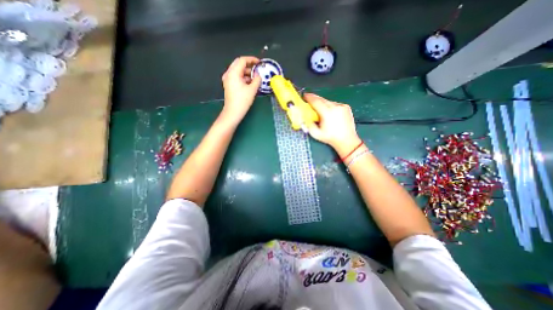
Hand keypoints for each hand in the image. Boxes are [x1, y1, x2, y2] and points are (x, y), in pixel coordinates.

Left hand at [221, 55, 260, 123]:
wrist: (233, 112)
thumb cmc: (242, 101)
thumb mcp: (252, 90)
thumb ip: (257, 80)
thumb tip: (259, 75)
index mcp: (233, 73)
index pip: (242, 60)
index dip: (252, 60)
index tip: (259, 63)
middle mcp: (229, 74)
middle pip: (239, 64)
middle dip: (249, 65)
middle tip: (258, 69)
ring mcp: (228, 79)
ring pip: (238, 71)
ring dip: (247, 72)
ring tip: (256, 77)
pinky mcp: (229, 85)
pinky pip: (237, 77)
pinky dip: (244, 77)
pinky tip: (251, 82)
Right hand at [302, 92, 363, 155]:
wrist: (347, 140)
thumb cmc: (330, 138)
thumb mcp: (316, 134)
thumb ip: (308, 124)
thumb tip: (304, 116)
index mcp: (327, 113)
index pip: (316, 101)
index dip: (309, 97)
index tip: (304, 96)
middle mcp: (335, 107)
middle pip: (322, 99)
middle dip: (314, 99)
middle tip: (309, 102)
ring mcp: (342, 106)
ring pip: (328, 101)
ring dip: (322, 104)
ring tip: (320, 110)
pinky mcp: (346, 107)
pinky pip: (334, 104)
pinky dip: (330, 106)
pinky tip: (329, 113)